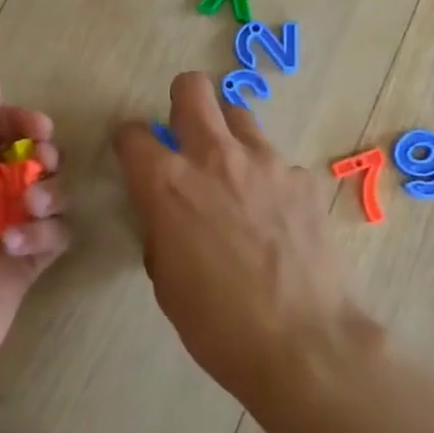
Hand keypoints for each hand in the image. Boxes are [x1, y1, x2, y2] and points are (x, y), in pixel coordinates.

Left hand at [0, 82, 68, 395]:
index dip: (20, 121)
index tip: (41, 128)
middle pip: (29, 159)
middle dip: (44, 156)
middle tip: (44, 162)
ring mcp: (4, 231)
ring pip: (48, 195)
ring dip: (47, 195)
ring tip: (30, 209)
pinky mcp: (25, 267)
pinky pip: (55, 236)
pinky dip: (44, 235)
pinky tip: (20, 249)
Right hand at [113, 73, 363, 409]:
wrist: (304, 344)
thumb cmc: (218, 324)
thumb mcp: (166, 281)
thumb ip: (161, 229)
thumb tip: (169, 214)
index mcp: (167, 183)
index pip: (132, 133)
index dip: (130, 143)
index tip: (135, 157)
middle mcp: (214, 156)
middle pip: (192, 88)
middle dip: (181, 101)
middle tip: (185, 134)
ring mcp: (265, 162)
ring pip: (239, 114)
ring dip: (227, 134)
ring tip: (234, 173)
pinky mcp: (303, 178)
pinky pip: (277, 161)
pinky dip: (267, 177)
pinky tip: (276, 215)